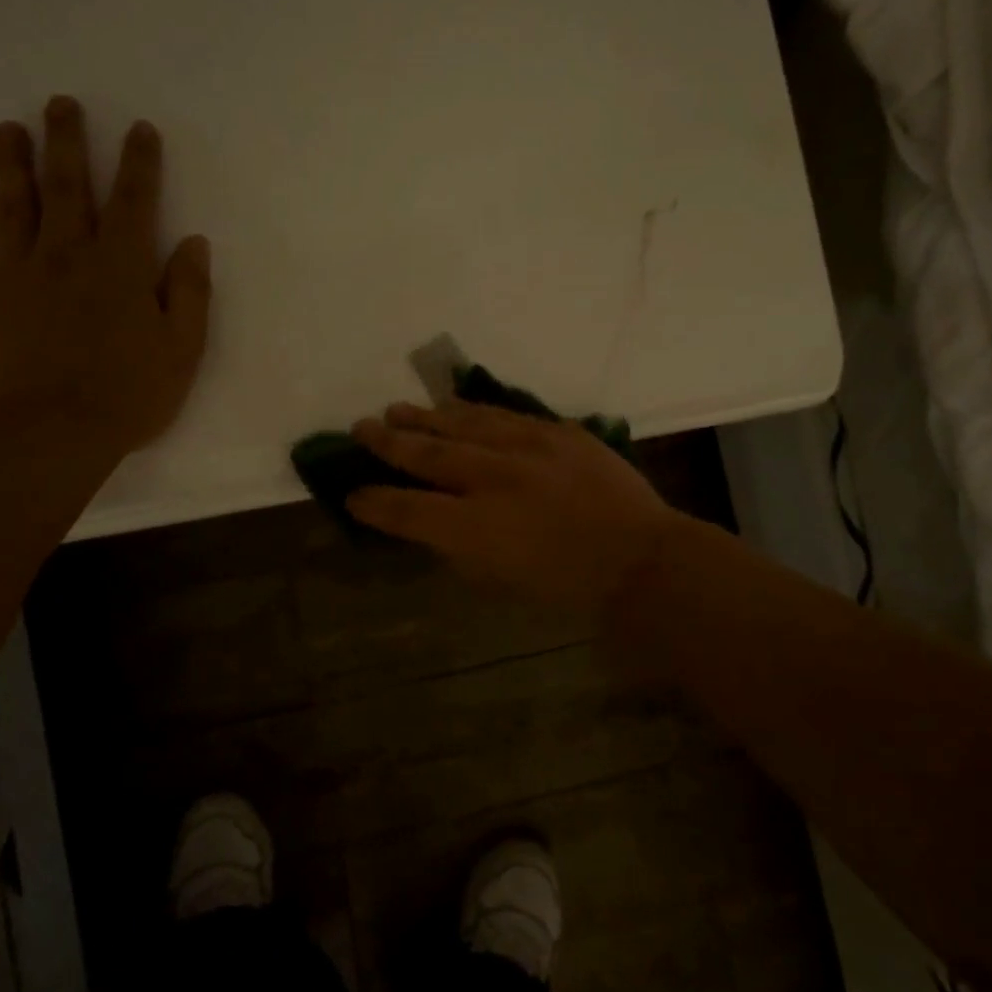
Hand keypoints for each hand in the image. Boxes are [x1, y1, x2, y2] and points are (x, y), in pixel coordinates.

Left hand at [0, 96, 211, 463]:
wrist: (54, 432)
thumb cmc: (130, 393)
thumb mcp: (183, 349)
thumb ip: (189, 292)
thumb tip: (194, 243)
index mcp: (121, 267)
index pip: (134, 202)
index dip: (139, 163)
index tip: (140, 129)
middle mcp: (67, 256)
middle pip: (67, 188)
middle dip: (67, 143)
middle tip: (60, 103)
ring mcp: (17, 275)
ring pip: (12, 207)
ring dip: (11, 165)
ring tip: (8, 129)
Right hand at [346, 401, 683, 612]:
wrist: (638, 556)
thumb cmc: (567, 585)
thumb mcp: (500, 581)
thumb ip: (459, 548)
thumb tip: (433, 524)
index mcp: (476, 527)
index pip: (407, 509)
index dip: (374, 502)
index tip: (353, 494)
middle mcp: (493, 479)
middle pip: (427, 454)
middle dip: (388, 442)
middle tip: (360, 428)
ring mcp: (527, 448)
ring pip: (462, 423)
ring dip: (425, 417)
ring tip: (397, 409)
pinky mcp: (556, 432)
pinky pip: (504, 415)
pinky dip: (474, 411)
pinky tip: (455, 406)